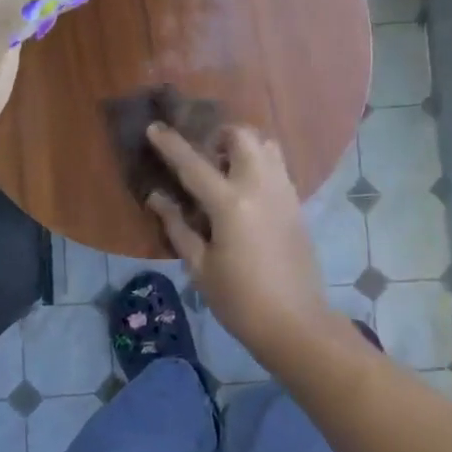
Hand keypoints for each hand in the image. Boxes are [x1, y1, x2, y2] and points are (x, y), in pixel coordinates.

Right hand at [145, 123, 335, 360]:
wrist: (296, 323)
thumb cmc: (239, 300)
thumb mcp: (200, 267)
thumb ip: (177, 226)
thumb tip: (156, 197)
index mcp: (231, 204)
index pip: (194, 165)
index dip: (171, 145)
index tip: (154, 127)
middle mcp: (261, 187)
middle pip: (243, 137)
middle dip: (220, 135)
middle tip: (203, 154)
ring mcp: (284, 192)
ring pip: (267, 146)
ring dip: (244, 146)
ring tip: (226, 169)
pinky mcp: (297, 204)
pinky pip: (278, 167)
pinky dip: (260, 163)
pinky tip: (246, 190)